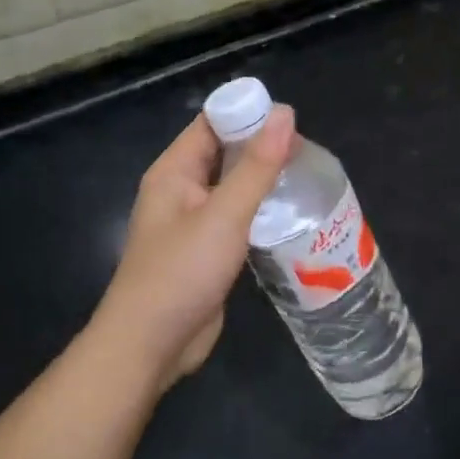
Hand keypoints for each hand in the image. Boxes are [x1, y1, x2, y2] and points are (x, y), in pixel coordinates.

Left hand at [92, 106, 294, 388]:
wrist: (150, 345)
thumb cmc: (182, 272)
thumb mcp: (225, 214)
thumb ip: (257, 166)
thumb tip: (285, 114)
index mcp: (174, 171)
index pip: (212, 123)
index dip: (247, 113)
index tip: (292, 118)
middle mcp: (181, 190)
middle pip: (224, 153)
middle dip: (261, 146)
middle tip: (308, 149)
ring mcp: (193, 222)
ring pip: (233, 187)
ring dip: (263, 179)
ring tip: (307, 176)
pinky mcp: (207, 250)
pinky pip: (237, 217)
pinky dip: (260, 210)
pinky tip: (291, 214)